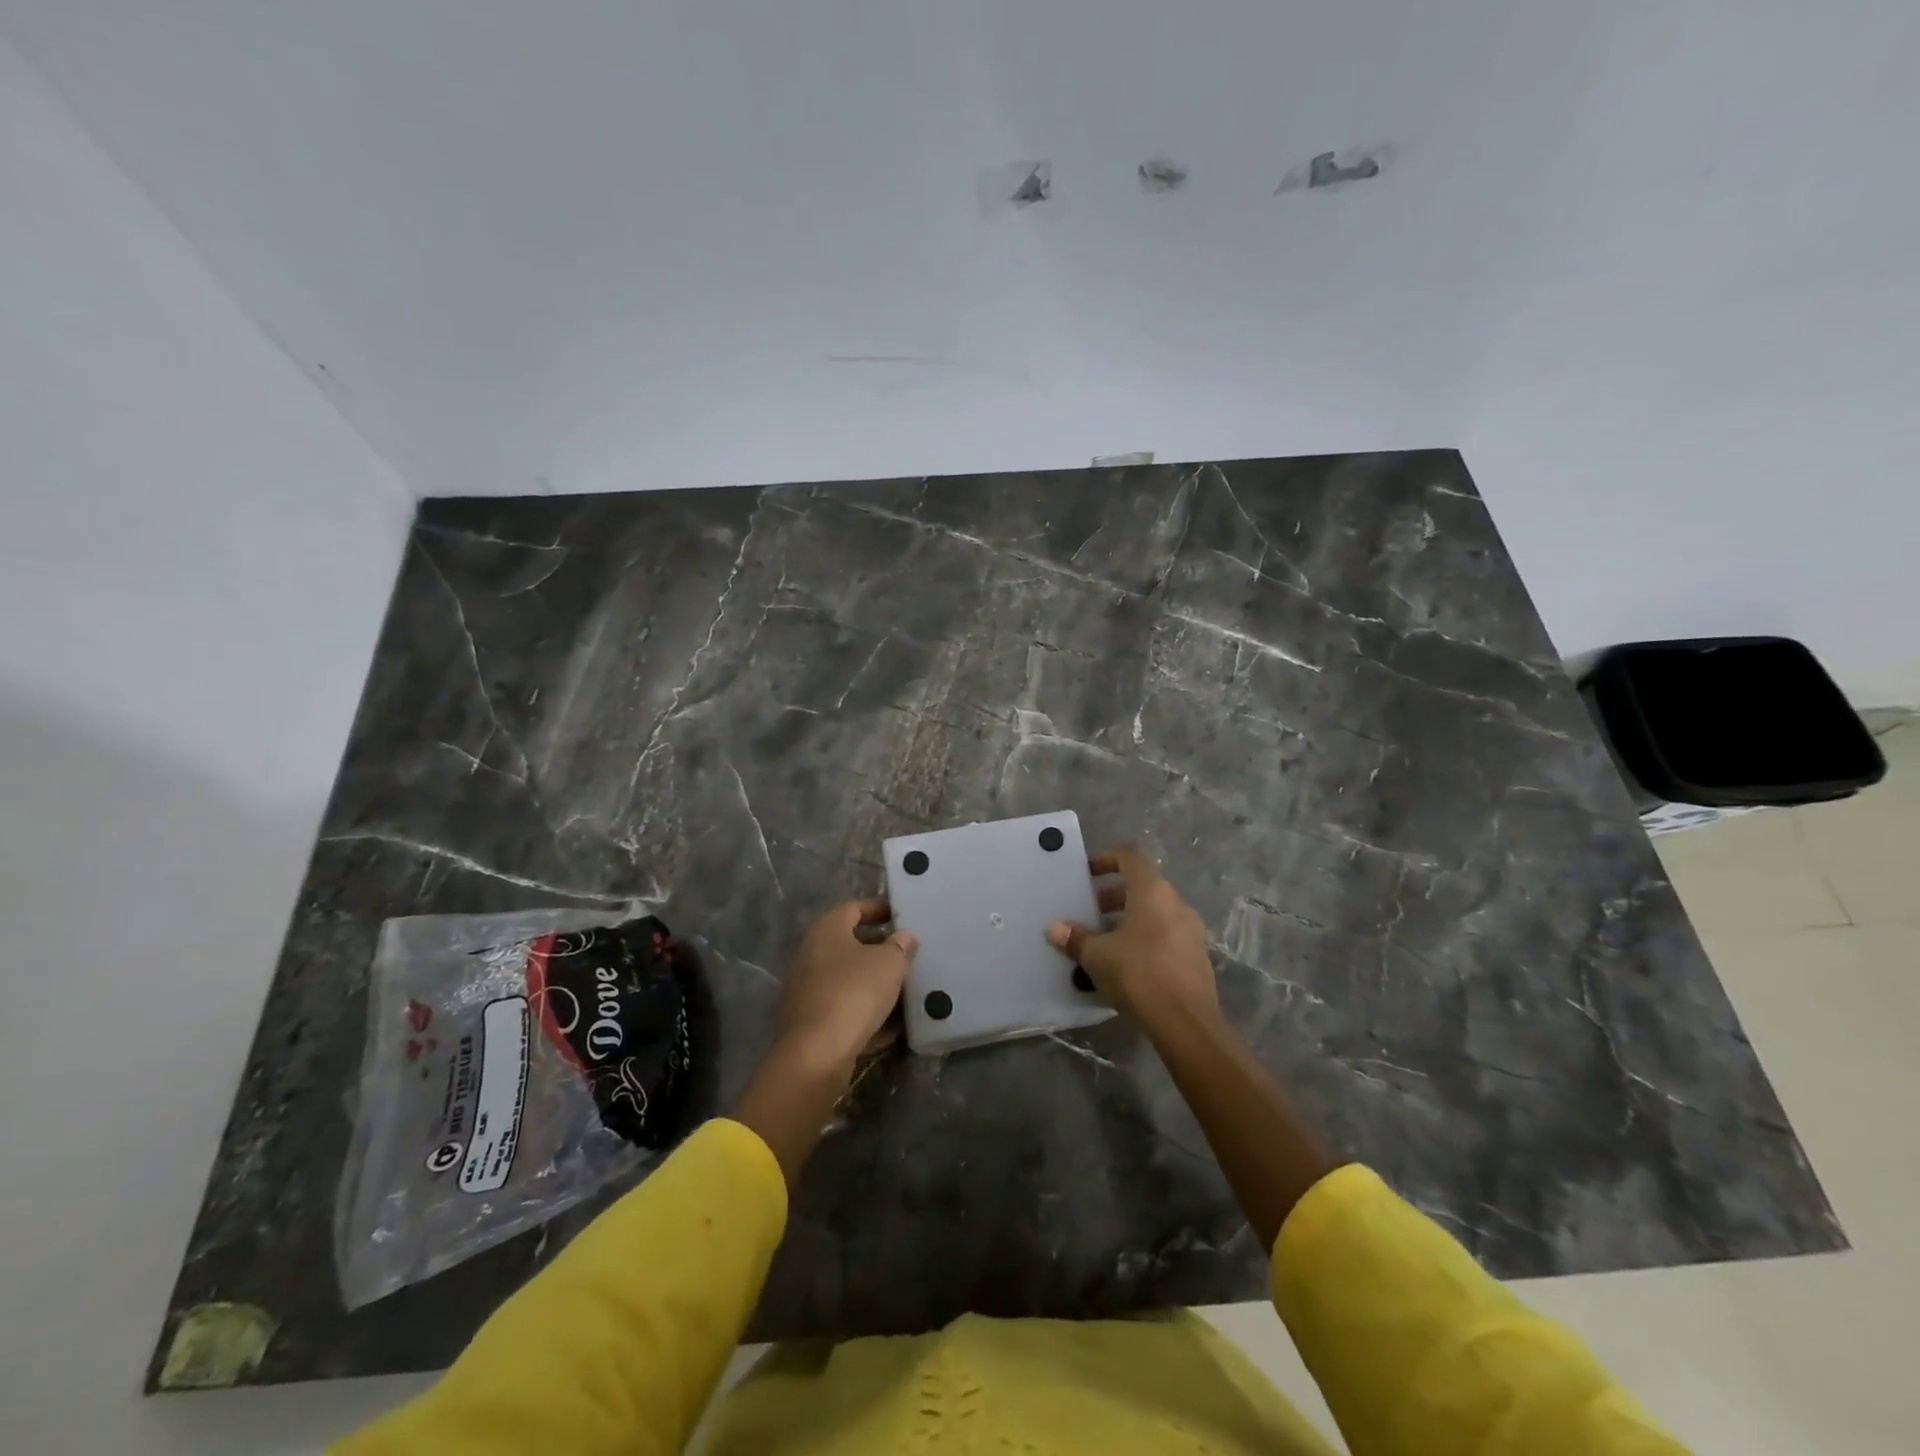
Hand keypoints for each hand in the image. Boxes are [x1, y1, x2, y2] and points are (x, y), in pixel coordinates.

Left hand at [774, 899, 917, 1072]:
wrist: (816, 1054)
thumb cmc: (854, 993)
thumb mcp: (889, 964)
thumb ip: (900, 946)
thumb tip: (905, 936)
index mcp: (827, 931)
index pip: (853, 908)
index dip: (879, 909)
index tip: (901, 916)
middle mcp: (811, 955)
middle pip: (848, 944)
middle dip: (878, 949)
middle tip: (906, 954)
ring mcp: (807, 990)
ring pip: (846, 979)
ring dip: (872, 983)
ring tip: (903, 990)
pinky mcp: (810, 1022)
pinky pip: (843, 1009)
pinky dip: (864, 1013)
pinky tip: (889, 1027)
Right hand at [1046, 845, 1218, 1029]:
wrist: (1186, 1023)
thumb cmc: (1139, 974)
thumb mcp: (1098, 956)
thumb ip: (1076, 938)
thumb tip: (1054, 929)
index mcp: (1153, 892)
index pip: (1131, 857)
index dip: (1107, 858)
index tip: (1087, 873)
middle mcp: (1176, 904)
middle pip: (1143, 886)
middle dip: (1114, 896)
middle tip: (1090, 912)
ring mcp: (1191, 931)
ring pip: (1155, 913)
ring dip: (1128, 919)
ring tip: (1103, 941)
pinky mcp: (1196, 957)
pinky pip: (1165, 935)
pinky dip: (1144, 939)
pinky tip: (1124, 965)